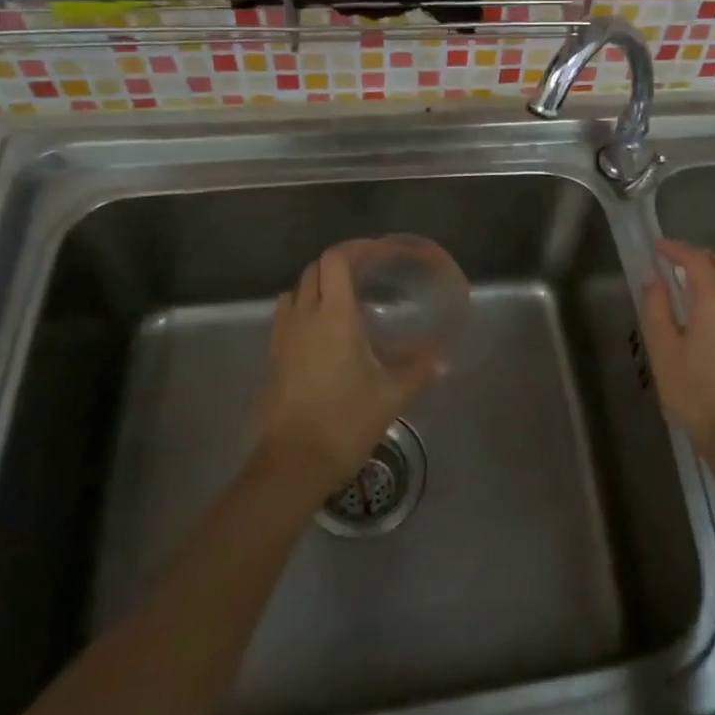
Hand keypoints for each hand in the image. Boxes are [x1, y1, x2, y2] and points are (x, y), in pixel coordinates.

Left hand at [257, 244, 436, 494]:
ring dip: (316, 287)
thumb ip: (417, 371)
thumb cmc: (344, 422)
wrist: (291, 466)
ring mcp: (282, 338)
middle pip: (313, 270)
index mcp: (334, 316)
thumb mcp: (390, 396)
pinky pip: (286, 319)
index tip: (377, 252)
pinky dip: (303, 312)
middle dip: (338, 264)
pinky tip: (323, 336)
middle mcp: (303, 318)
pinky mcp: (271, 359)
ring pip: (295, 292)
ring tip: (342, 302)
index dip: (355, 248)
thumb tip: (442, 360)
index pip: (335, 260)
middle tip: (366, 275)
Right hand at [639, 239, 714, 457]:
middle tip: (670, 262)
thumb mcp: (663, 351)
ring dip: (714, 269)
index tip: (657, 248)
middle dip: (695, 257)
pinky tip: (712, 302)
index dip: (676, 250)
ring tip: (690, 278)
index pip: (697, 260)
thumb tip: (654, 280)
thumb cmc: (695, 394)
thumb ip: (656, 308)